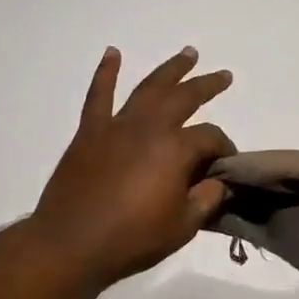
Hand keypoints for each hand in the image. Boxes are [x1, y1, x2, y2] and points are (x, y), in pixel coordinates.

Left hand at [31, 47, 236, 287]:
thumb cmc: (132, 239)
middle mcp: (149, 127)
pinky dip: (106, 73)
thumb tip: (218, 182)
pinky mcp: (89, 132)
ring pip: (148, 88)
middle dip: (207, 86)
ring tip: (188, 54)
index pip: (210, 137)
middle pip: (184, 97)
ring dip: (170, 69)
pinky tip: (112, 54)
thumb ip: (206, 199)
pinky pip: (99, 95)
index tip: (227, 165)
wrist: (72, 244)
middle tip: (223, 76)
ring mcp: (117, 126)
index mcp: (176, 149)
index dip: (224, 148)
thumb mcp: (182, 226)